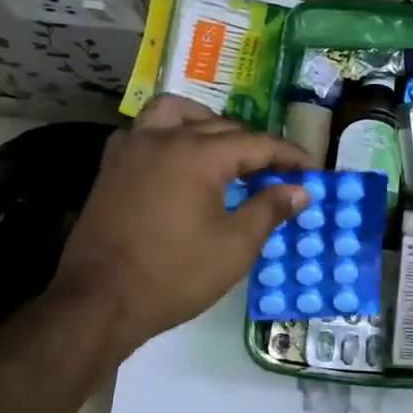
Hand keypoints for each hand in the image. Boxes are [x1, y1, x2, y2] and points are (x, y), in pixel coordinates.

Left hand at [51, 95, 314, 350]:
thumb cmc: (174, 275)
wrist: (100, 300)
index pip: (257, 144)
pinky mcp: (111, 166)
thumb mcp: (235, 247)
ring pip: (176, 113)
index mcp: (199, 154)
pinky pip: (145, 131)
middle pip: (221, 127)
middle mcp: (165, 138)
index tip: (312, 170)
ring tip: (224, 150)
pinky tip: (177, 160)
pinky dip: (168, 134)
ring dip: (207, 124)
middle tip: (277, 172)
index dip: (289, 156)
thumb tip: (299, 190)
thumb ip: (269, 210)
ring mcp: (133, 148)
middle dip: (254, 146)